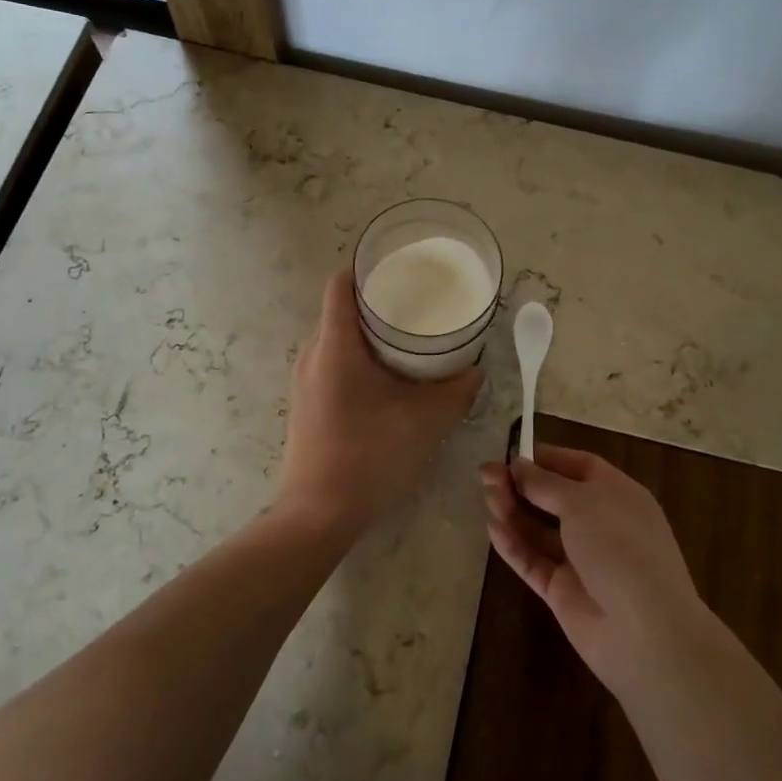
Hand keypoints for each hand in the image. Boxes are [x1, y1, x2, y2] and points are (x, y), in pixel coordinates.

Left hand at [277, 267, 482, 535]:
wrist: (317, 514)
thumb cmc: (369, 456)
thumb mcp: (424, 421)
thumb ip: (456, 391)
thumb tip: (476, 370)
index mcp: (335, 345)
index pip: (341, 283)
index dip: (368, 266)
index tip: (401, 266)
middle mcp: (312, 354)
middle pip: (341, 309)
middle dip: (377, 300)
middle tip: (418, 301)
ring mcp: (305, 381)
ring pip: (337, 338)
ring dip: (369, 333)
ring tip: (408, 337)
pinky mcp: (307, 404)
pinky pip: (332, 363)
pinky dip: (359, 358)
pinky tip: (387, 377)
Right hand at [481, 446, 709, 692]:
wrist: (645, 631)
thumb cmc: (620, 547)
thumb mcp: (581, 502)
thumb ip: (544, 483)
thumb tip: (519, 464)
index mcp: (617, 495)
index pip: (579, 467)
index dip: (547, 458)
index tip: (512, 453)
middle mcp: (600, 523)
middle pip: (554, 497)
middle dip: (521, 484)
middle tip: (485, 474)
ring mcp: (581, 559)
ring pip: (540, 529)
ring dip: (513, 511)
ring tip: (487, 497)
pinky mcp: (562, 590)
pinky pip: (533, 561)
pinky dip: (514, 545)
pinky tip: (493, 529)